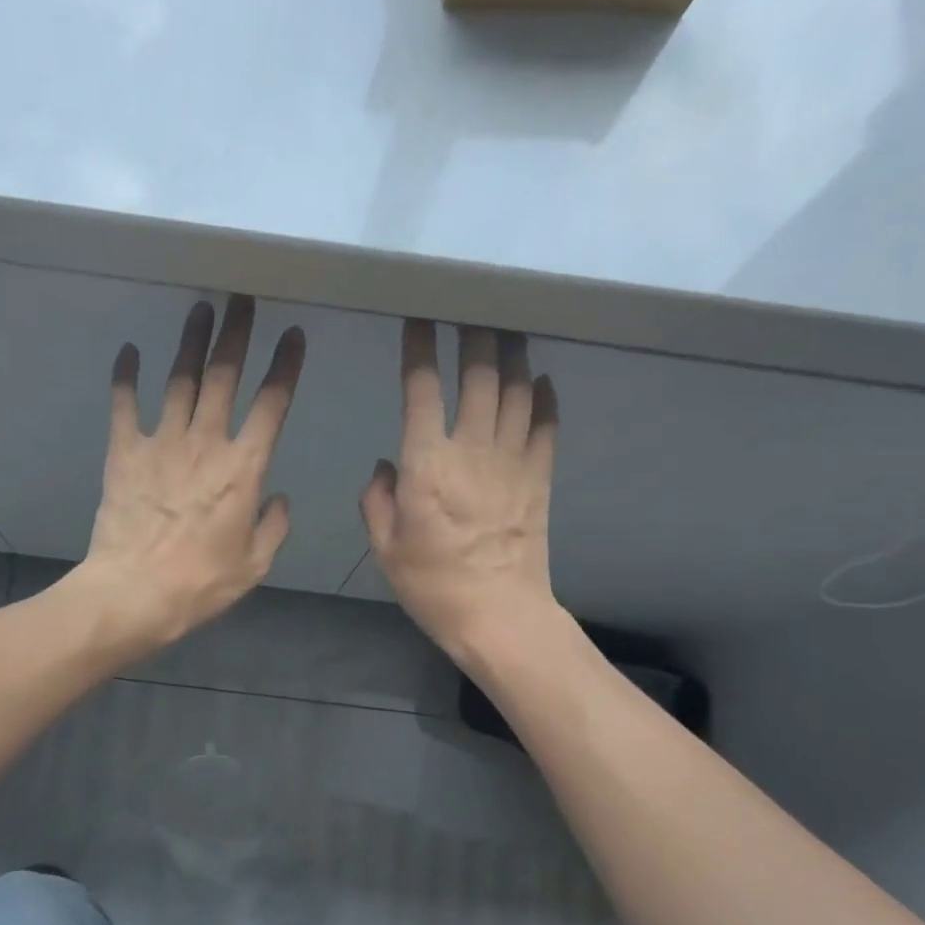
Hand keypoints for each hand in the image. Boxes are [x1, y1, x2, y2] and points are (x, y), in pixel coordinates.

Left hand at [76, 295, 304, 652]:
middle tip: (243, 299)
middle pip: (224, 377)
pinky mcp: (124, 453)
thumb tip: (278, 500)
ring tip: (201, 309)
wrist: (135, 593)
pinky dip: (126, 377)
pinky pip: (125, 406)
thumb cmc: (200, 584)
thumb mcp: (254, 565)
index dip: (285, 367)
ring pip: (180, 381)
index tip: (294, 336)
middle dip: (237, 334)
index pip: (271, 405)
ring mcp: (161, 443)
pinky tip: (130, 351)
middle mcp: (205, 444)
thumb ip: (273, 527)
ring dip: (191, 342)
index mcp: (243, 469)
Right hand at [360, 321, 559, 663]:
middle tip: (471, 309)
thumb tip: (386, 465)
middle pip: (479, 377)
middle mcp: (472, 451)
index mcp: (427, 465)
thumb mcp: (386, 548)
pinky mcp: (540, 478)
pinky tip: (542, 380)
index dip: (418, 350)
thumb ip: (378, 500)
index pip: (421, 391)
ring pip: (516, 392)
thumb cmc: (432, 585)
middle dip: (474, 336)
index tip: (417, 321)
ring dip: (512, 355)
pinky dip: (545, 399)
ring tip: (507, 329)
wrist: (498, 615)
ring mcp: (513, 462)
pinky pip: (546, 427)